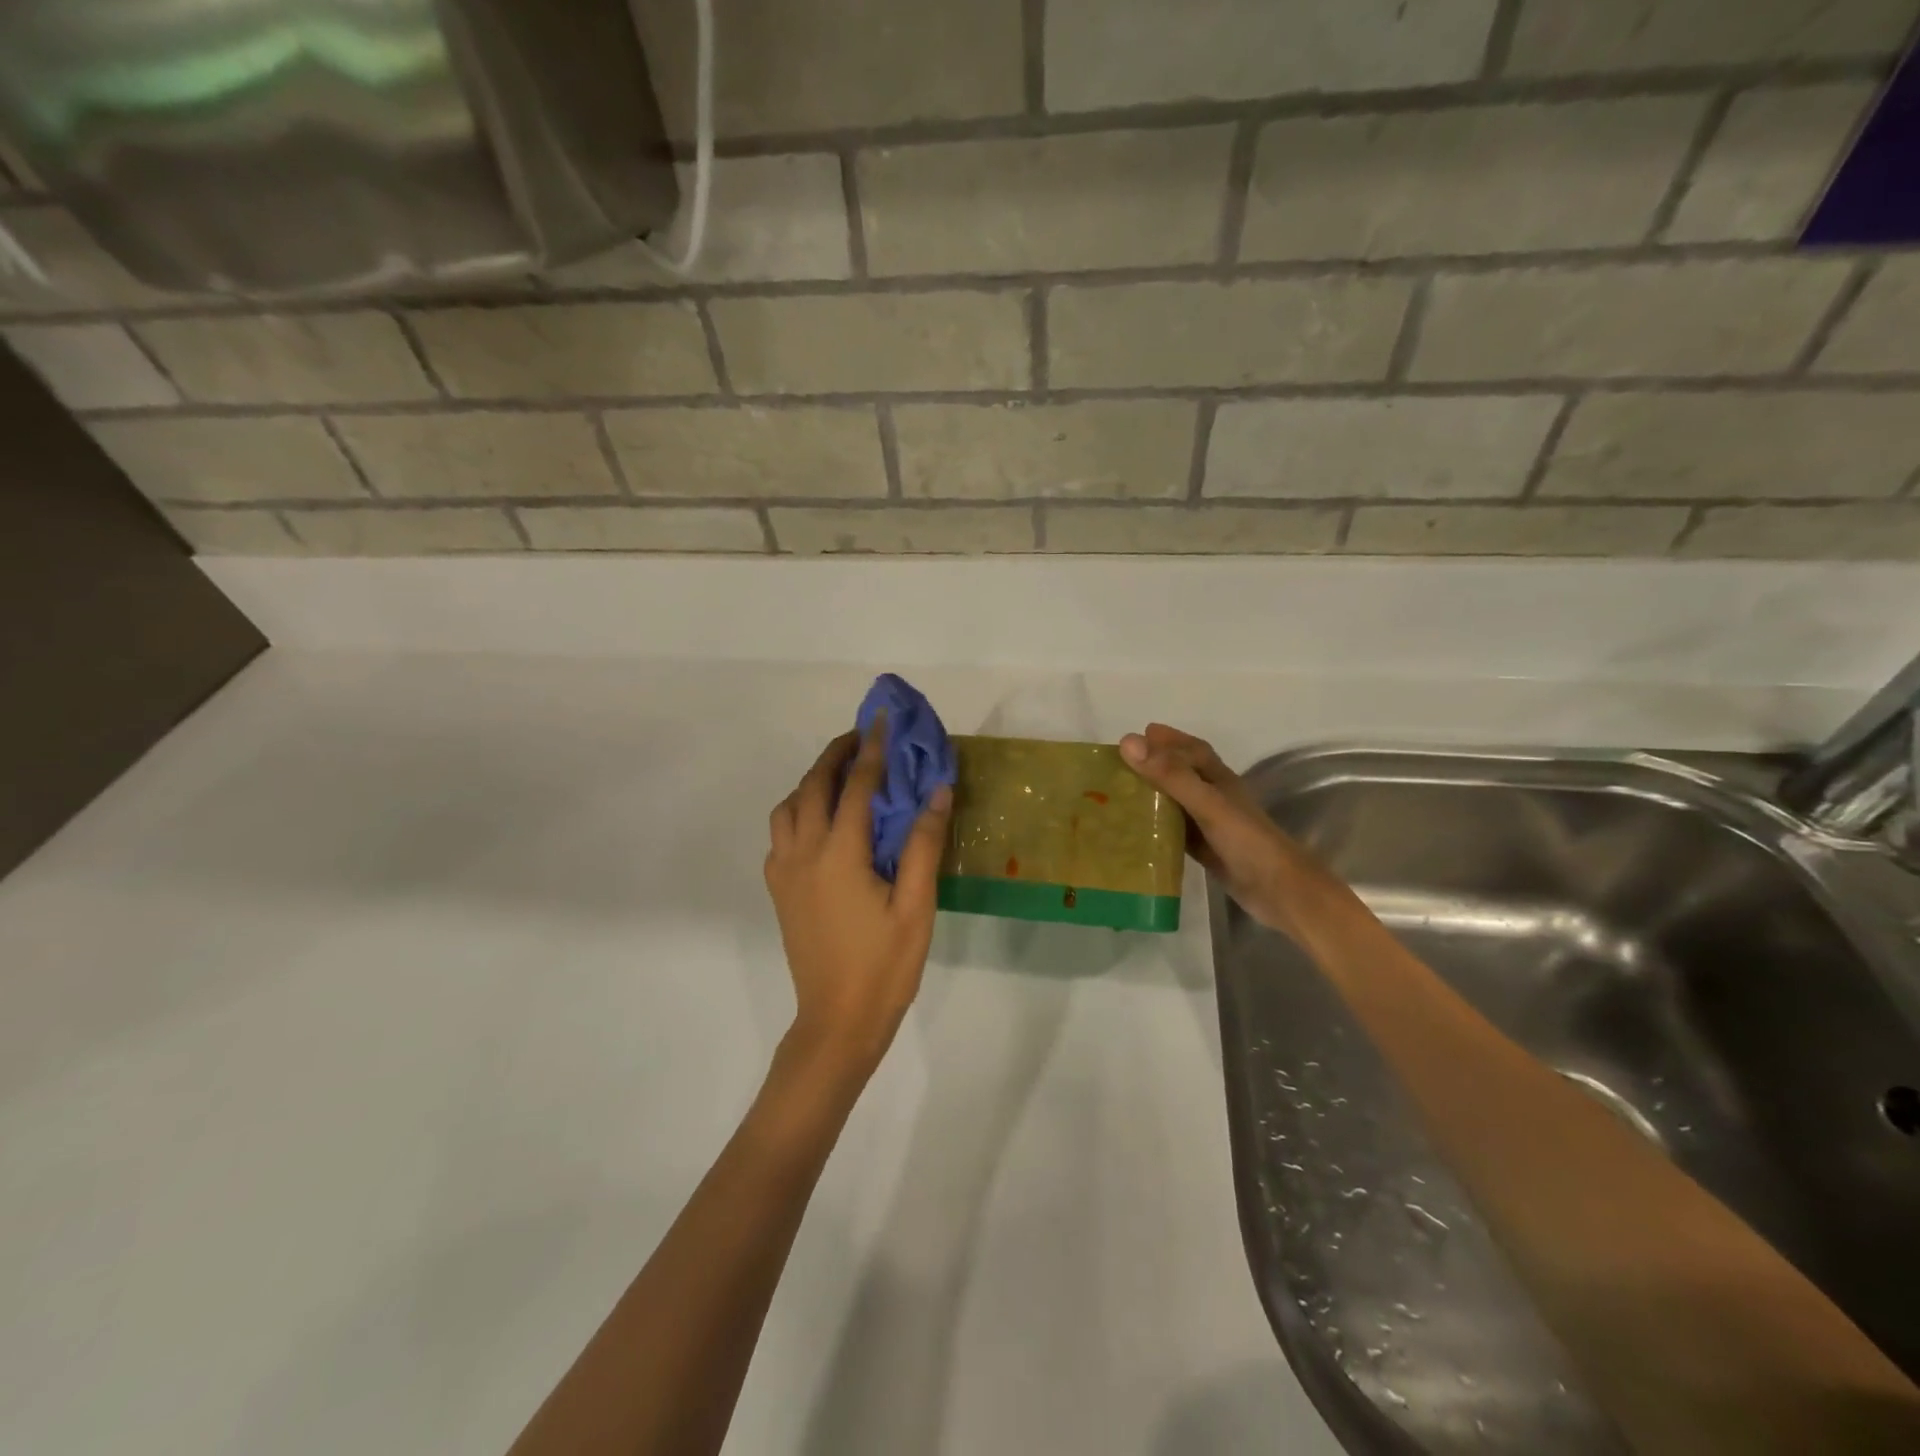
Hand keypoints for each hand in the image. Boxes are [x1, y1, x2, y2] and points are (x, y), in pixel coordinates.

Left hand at [764, 725, 953, 1078]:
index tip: (882, 720)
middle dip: (836, 755)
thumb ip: (925, 844)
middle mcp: (803, 853)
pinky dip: (799, 811)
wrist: (837, 1021)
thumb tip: (938, 790)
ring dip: (812, 782)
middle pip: (812, 786)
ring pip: (788, 807)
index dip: (872, 749)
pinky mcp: (778, 890)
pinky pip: (781, 833)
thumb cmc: (885, 966)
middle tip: (862, 738)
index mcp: (839, 854)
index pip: (856, 786)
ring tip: (842, 777)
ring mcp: (784, 872)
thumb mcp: (917, 906)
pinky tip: (822, 823)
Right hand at [1119, 724, 1311, 936]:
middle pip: (1183, 774)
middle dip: (1157, 764)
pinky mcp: (1207, 851)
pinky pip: (1177, 832)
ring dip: (1154, 795)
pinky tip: (1137, 832)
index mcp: (1220, 780)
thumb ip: (1171, 775)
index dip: (1170, 740)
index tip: (1140, 733)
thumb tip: (1129, 741)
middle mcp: (1216, 798)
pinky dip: (1158, 827)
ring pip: (1178, 803)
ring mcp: (1212, 826)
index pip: (1193, 750)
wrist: (1281, 892)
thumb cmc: (1247, 842)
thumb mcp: (1208, 804)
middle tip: (1122, 764)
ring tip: (1122, 793)